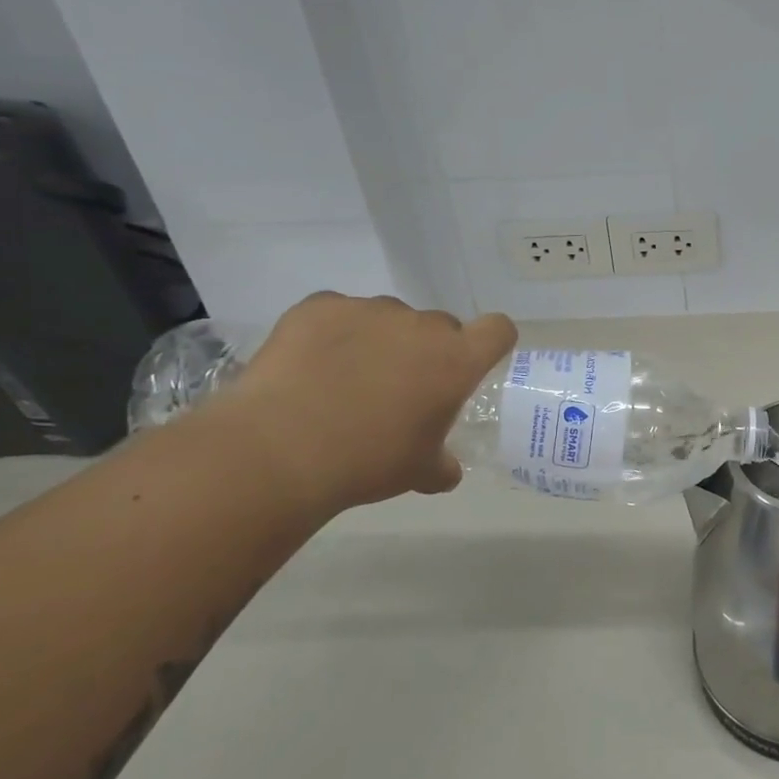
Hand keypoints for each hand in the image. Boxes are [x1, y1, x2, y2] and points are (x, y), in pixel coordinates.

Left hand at [211, 293, 517, 515]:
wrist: (280, 450)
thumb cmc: (368, 461)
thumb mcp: (418, 472)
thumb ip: (442, 464)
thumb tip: (446, 469)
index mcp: (456, 360)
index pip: (498, 329)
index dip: (491, 343)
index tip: (473, 364)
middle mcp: (420, 325)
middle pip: (440, 326)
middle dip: (427, 351)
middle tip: (400, 388)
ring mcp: (369, 310)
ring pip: (389, 319)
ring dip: (381, 341)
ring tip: (346, 380)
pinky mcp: (320, 306)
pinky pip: (339, 313)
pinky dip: (333, 334)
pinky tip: (311, 367)